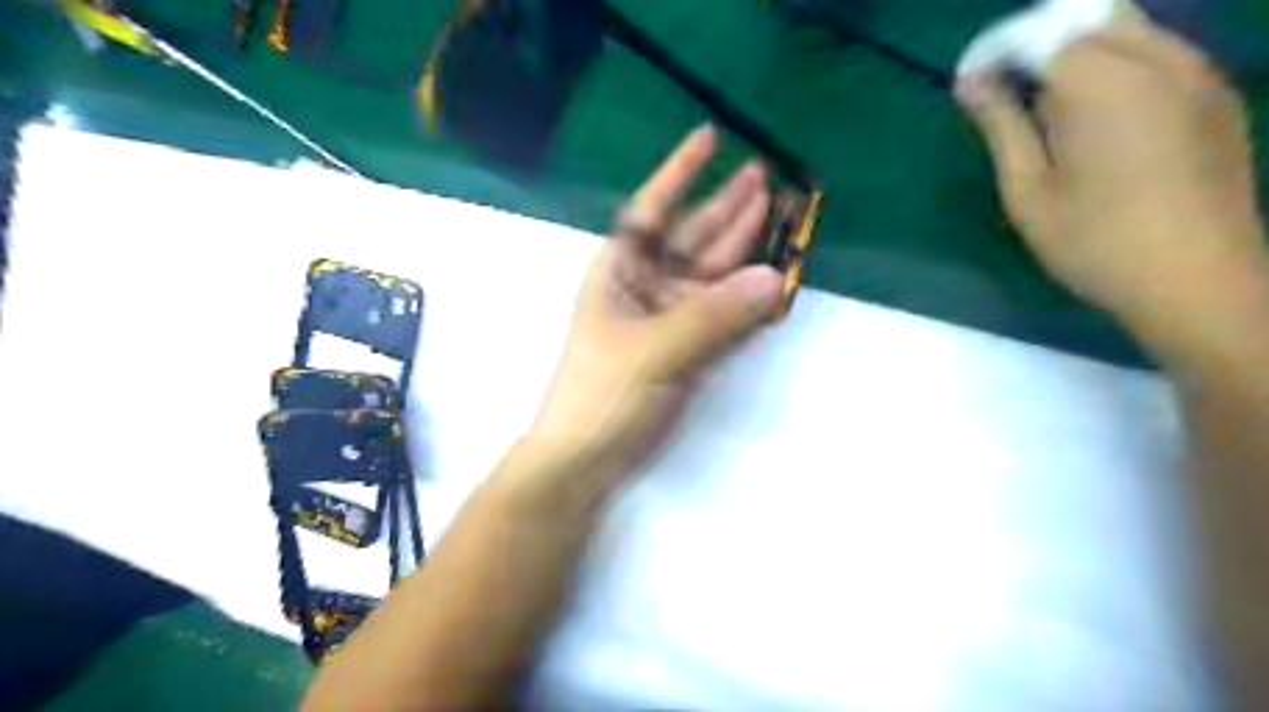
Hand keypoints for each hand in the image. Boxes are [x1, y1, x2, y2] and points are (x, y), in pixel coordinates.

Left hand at [517, 125, 778, 498]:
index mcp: (620, 271)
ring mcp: (669, 319)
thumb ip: (713, 314)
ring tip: (778, 213)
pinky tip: (771, 276)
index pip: (652, 210)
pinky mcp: (687, 349)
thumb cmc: (602, 393)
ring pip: (712, 275)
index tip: (709, 137)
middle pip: (691, 238)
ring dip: (742, 247)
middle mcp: (646, 287)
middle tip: (765, 176)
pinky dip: (746, 298)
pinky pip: (723, 314)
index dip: (679, 172)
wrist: (585, 458)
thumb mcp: (653, 348)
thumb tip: (774, 277)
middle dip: (726, 207)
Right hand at [956, 15, 1268, 365]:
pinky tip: (1101, 118)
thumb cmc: (1093, 243)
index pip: (1041, 35)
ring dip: (1081, 54)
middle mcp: (1160, 61)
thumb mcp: (1028, 191)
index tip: (968, 83)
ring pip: (1130, 30)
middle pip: (1090, 20)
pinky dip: (1120, 66)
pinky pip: (1162, 53)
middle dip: (1040, 45)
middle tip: (1007, 94)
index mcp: (1104, 86)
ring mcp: (1200, 73)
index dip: (997, 52)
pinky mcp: (1219, 94)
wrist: (1196, 280)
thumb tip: (970, 82)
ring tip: (1050, 110)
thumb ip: (1001, 127)